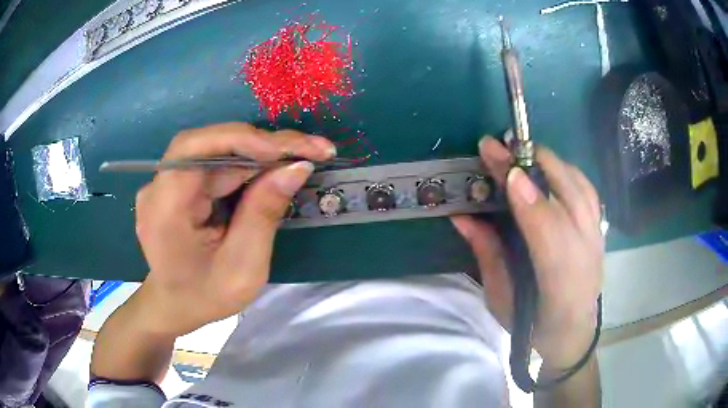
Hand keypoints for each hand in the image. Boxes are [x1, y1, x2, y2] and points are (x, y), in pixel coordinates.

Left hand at [132, 122, 335, 336]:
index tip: (291, 149)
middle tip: (314, 150)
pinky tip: (274, 174)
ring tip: (301, 161)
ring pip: (219, 153)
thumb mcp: (242, 267)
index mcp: (165, 207)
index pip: (196, 146)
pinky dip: (248, 168)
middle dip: (266, 146)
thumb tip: (296, 167)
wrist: (174, 307)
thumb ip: (264, 214)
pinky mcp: (179, 186)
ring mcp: (168, 183)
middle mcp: (160, 185)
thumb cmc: (205, 296)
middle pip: (213, 146)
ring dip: (262, 155)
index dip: (243, 138)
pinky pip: (216, 167)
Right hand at [452, 135, 603, 368]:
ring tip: (522, 149)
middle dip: (535, 164)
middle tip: (501, 145)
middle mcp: (586, 254)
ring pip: (580, 186)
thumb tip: (462, 215)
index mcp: (558, 282)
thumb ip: (487, 253)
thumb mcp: (500, 298)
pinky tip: (549, 166)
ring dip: (551, 161)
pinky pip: (587, 190)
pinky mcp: (599, 230)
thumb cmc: (532, 324)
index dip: (528, 196)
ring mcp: (597, 239)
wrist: (573, 334)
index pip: (548, 230)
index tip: (504, 167)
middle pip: (569, 196)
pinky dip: (566, 171)